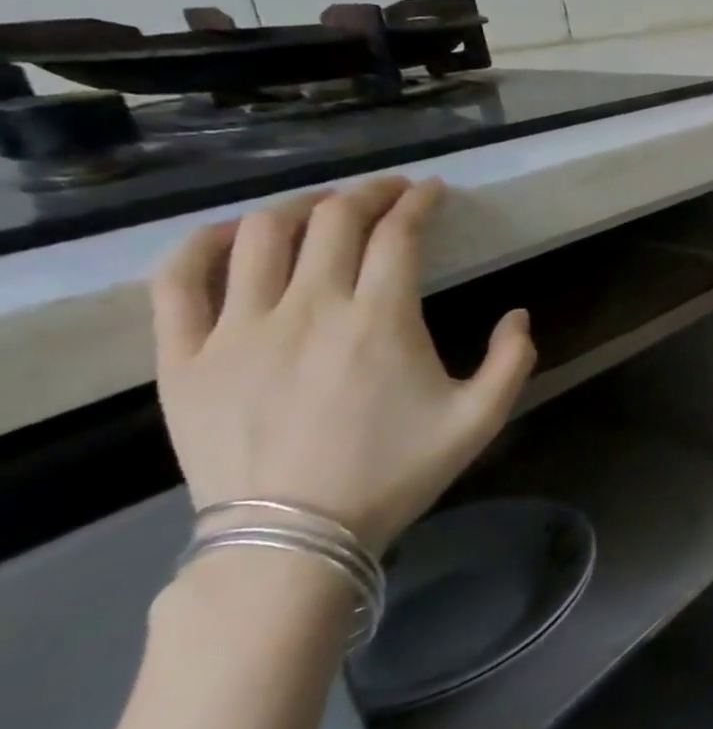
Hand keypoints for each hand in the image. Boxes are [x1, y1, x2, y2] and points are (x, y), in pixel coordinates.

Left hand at [150, 177, 535, 553]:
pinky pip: (179, 281)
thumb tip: (518, 316)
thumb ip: (513, 360)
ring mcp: (239, 329)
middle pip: (332, 221)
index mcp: (381, 320)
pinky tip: (231, 234)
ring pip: (260, 236)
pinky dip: (203, 243)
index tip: (433, 191)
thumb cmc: (395, 472)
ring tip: (321, 209)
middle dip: (367, 193)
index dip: (419, 203)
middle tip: (389, 191)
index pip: (398, 235)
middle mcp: (309, 308)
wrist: (294, 537)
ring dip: (298, 208)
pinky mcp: (186, 356)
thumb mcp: (481, 419)